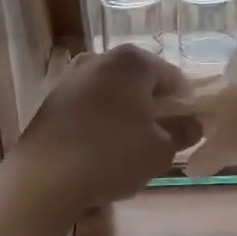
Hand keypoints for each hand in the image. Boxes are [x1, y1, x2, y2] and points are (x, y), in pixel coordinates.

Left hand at [8, 47, 200, 211]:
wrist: (45, 177)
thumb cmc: (112, 156)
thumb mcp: (160, 150)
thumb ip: (182, 133)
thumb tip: (191, 125)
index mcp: (132, 61)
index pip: (172, 77)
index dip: (184, 104)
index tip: (186, 130)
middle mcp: (100, 58)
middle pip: (139, 81)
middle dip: (152, 107)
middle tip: (160, 140)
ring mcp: (72, 77)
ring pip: (112, 94)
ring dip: (125, 114)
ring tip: (130, 149)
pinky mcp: (52, 99)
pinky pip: (89, 106)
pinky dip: (100, 121)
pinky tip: (101, 150)